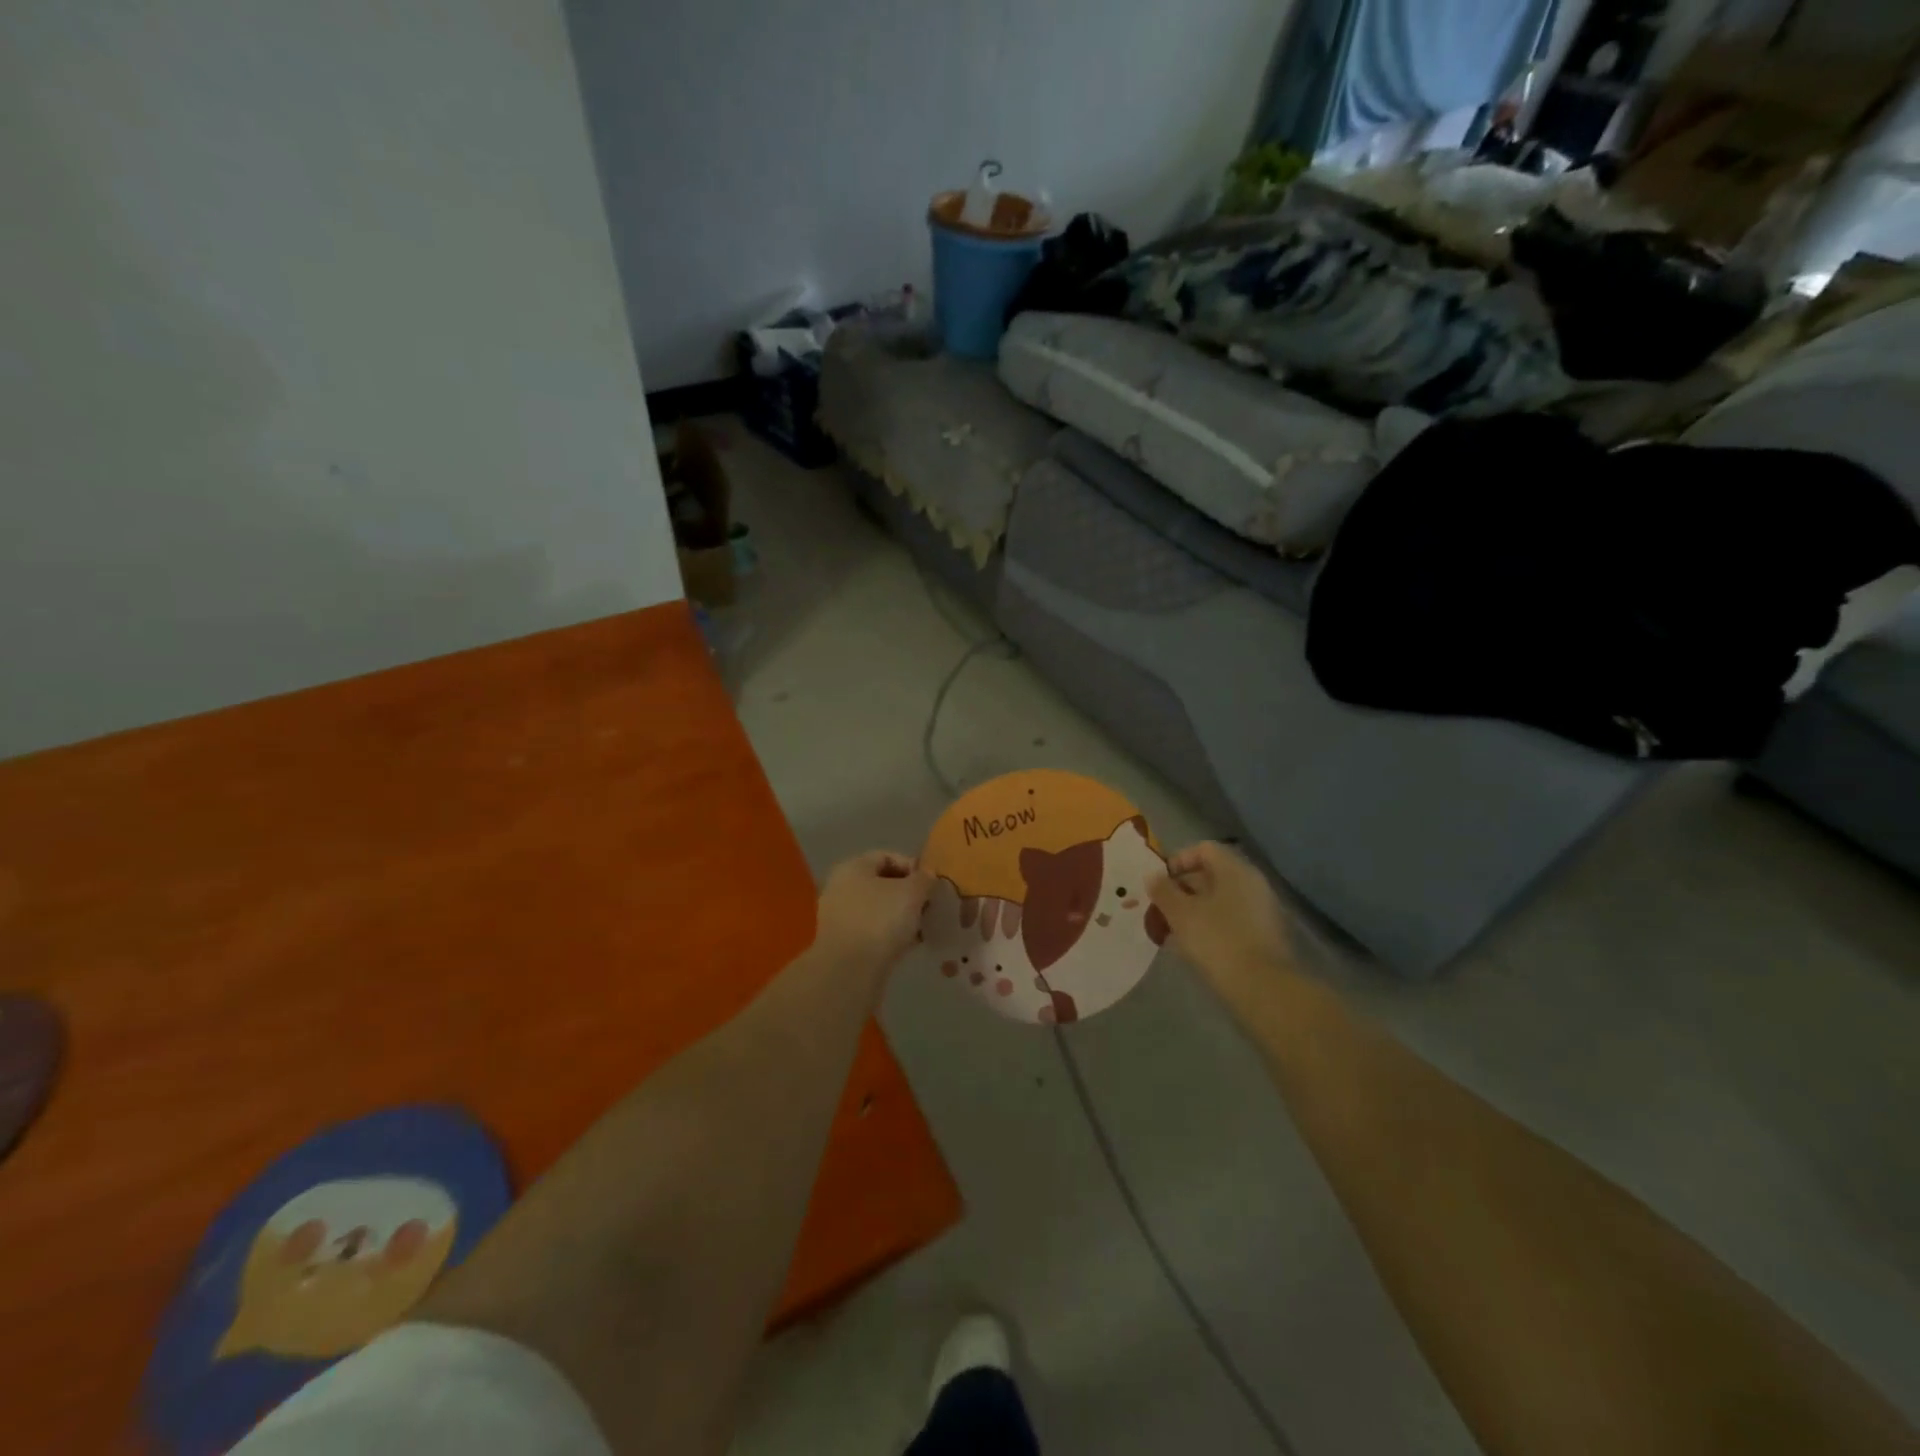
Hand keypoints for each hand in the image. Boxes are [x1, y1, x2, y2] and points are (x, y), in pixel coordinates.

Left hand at [814, 851, 932, 973]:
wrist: (849, 971)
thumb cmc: (880, 920)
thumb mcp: (912, 893)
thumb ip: (924, 879)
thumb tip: (927, 875)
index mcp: (853, 867)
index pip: (887, 856)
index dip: (913, 866)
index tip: (932, 884)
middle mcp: (841, 887)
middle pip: (881, 883)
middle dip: (908, 894)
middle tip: (929, 907)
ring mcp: (839, 917)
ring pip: (877, 909)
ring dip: (901, 916)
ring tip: (922, 928)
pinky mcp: (842, 943)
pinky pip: (871, 931)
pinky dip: (889, 935)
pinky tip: (908, 945)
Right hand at [1148, 842, 1295, 1001]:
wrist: (1263, 988)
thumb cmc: (1217, 941)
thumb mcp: (1180, 913)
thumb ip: (1163, 891)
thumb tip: (1153, 876)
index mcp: (1234, 870)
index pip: (1203, 849)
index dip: (1178, 861)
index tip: (1160, 883)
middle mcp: (1252, 883)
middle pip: (1212, 874)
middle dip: (1182, 889)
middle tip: (1161, 909)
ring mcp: (1261, 909)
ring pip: (1220, 899)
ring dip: (1194, 909)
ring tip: (1172, 930)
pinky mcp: (1264, 935)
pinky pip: (1231, 919)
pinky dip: (1210, 926)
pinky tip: (1194, 946)